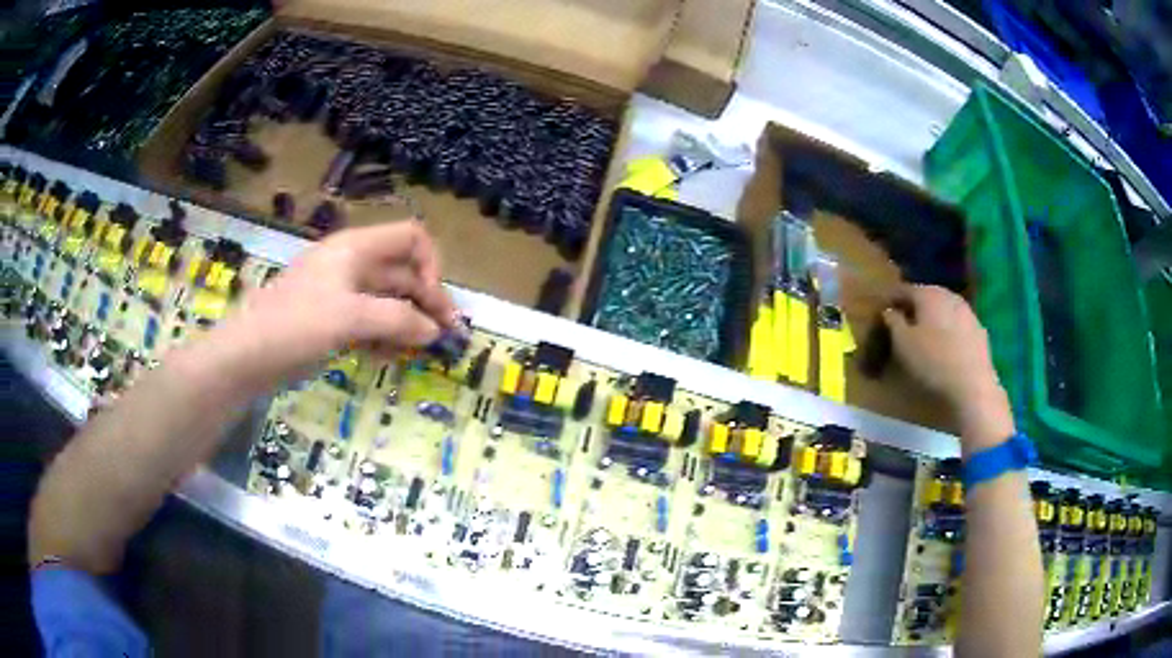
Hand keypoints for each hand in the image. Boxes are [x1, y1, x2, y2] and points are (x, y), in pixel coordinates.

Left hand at [218, 220, 456, 386]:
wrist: (247, 354)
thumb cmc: (296, 324)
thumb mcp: (351, 318)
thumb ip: (398, 321)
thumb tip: (435, 332)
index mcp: (357, 248)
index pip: (411, 238)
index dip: (430, 266)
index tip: (432, 303)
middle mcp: (353, 264)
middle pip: (403, 273)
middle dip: (426, 303)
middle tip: (445, 339)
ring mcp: (342, 293)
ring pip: (388, 301)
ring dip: (407, 324)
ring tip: (415, 353)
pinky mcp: (333, 319)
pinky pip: (370, 321)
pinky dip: (384, 337)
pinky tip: (387, 358)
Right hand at [882, 285, 1003, 409]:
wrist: (972, 385)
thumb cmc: (932, 362)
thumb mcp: (903, 344)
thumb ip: (894, 323)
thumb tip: (889, 311)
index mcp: (928, 294)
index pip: (905, 289)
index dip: (893, 299)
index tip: (884, 311)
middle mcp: (949, 295)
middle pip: (928, 296)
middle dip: (916, 306)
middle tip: (905, 322)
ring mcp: (967, 312)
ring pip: (945, 309)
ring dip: (935, 318)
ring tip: (926, 335)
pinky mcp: (979, 330)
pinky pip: (958, 324)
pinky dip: (950, 330)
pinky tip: (947, 346)